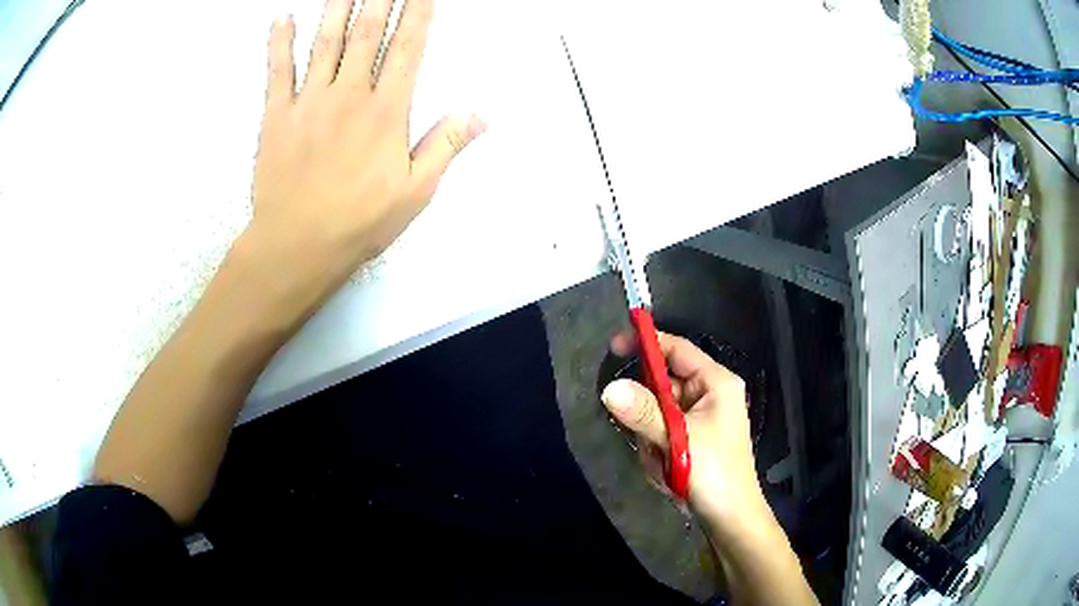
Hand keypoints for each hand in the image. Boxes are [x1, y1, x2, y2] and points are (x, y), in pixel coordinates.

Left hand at [245, 0, 484, 313]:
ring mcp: (309, 101)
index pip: (409, 48)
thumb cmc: (359, 222)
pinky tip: (282, 19)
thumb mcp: (416, 191)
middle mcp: (349, 94)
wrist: (296, 246)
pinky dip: (279, 42)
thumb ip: (447, 145)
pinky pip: (278, 70)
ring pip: (326, 41)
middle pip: (368, 33)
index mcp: (386, 111)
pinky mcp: (277, 115)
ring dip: (336, 7)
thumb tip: (482, 112)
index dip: (418, 13)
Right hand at [601, 331, 768, 534]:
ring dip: (651, 441)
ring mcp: (698, 419)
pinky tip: (668, 474)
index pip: (676, 349)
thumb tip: (609, 388)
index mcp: (715, 383)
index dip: (647, 344)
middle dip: (647, 416)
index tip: (613, 348)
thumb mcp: (678, 440)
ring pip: (654, 414)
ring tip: (666, 465)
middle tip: (648, 440)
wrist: (729, 519)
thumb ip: (643, 412)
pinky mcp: (690, 440)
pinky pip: (658, 435)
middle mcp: (708, 395)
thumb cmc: (714, 473)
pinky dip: (656, 453)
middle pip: (661, 386)